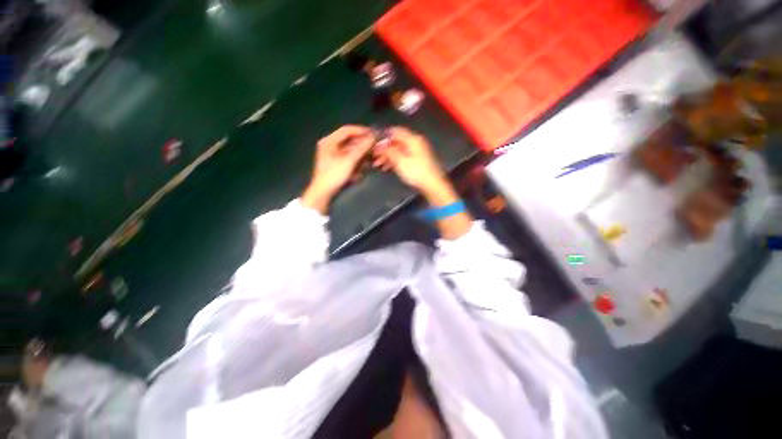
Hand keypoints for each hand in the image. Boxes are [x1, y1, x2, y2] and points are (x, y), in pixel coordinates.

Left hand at [302, 125, 374, 213]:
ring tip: (370, 156)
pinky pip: (348, 156)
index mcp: (329, 141)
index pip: (347, 130)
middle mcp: (330, 145)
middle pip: (349, 139)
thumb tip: (373, 137)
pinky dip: (356, 158)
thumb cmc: (334, 175)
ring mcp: (332, 154)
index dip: (361, 131)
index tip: (373, 134)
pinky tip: (363, 164)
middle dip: (362, 143)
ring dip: (360, 152)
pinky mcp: (335, 163)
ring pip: (349, 149)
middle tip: (374, 146)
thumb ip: (362, 148)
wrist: (323, 192)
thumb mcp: (349, 161)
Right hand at [372, 127, 451, 202]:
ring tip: (378, 164)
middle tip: (374, 157)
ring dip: (388, 155)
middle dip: (384, 148)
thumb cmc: (416, 173)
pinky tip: (387, 167)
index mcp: (413, 139)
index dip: (382, 137)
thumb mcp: (400, 161)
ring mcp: (417, 151)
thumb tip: (379, 143)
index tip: (373, 145)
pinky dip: (394, 160)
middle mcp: (416, 142)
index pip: (394, 131)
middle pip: (396, 141)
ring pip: (399, 149)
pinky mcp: (418, 160)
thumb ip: (389, 150)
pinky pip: (403, 156)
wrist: (433, 186)